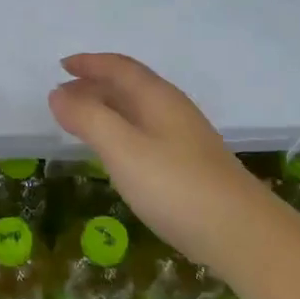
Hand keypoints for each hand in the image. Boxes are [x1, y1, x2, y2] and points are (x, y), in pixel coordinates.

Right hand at [48, 53, 259, 267]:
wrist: (242, 235)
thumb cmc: (176, 186)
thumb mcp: (122, 149)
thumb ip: (88, 118)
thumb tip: (57, 93)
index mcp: (157, 98)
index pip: (120, 68)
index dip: (90, 63)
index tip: (61, 65)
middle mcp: (173, 110)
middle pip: (130, 86)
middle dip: (94, 85)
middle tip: (63, 95)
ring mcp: (185, 139)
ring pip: (138, 110)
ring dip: (107, 108)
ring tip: (81, 120)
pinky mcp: (190, 166)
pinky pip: (146, 133)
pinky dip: (121, 130)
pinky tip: (116, 153)